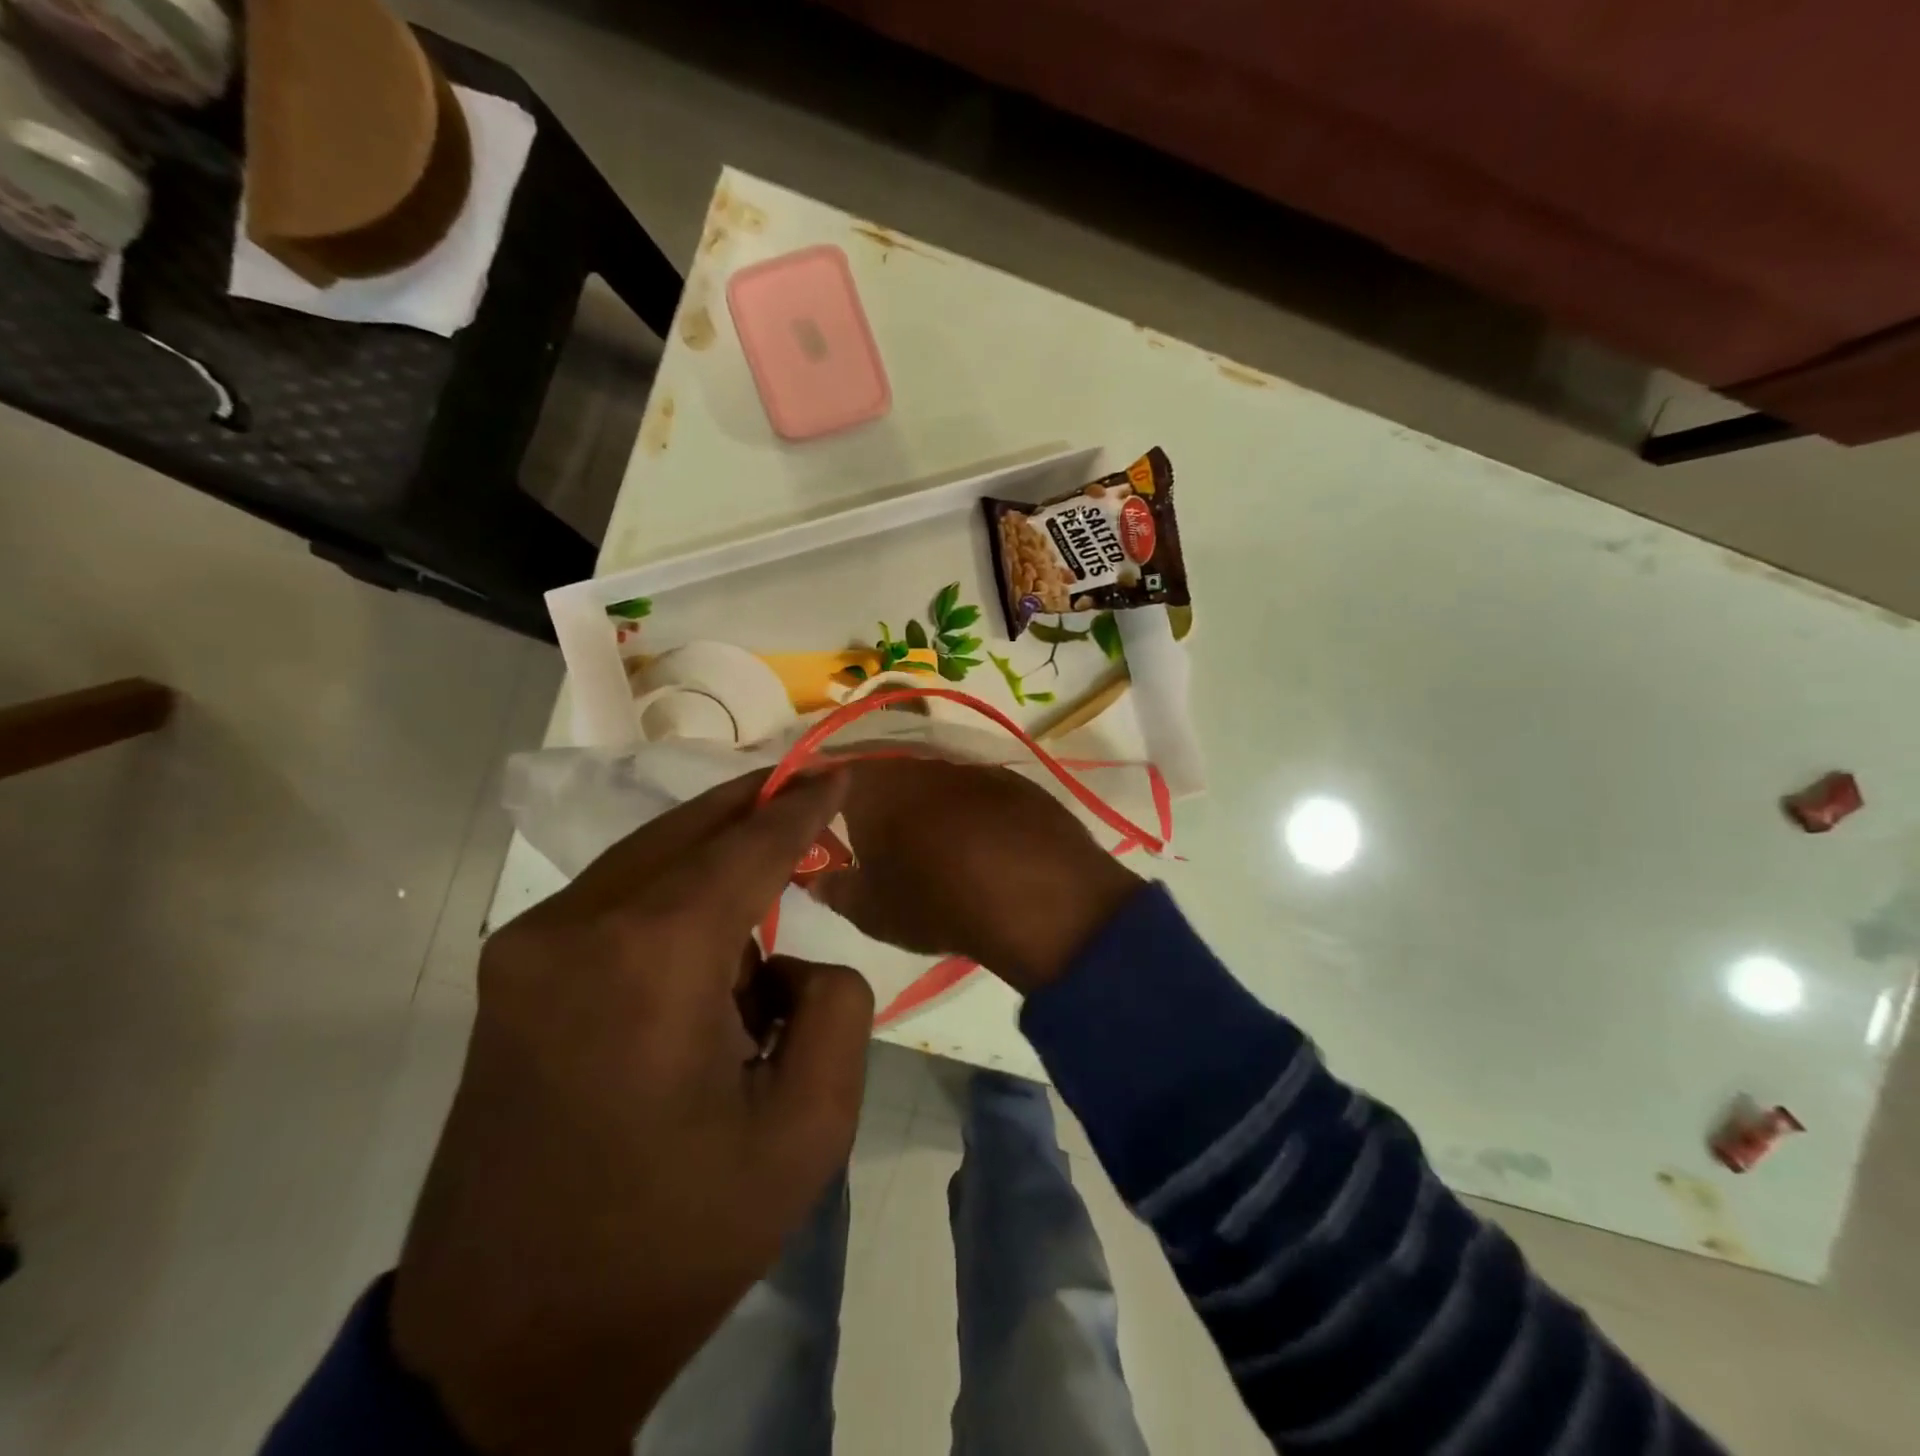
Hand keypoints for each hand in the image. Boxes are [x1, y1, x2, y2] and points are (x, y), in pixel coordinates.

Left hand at [390, 769, 871, 1455]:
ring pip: (646, 856)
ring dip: (713, 855)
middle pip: (687, 830)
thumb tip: (788, 960)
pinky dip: (671, 891)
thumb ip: (836, 1005)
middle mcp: (574, 928)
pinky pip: (613, 895)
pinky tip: (707, 938)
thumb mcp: (808, 1130)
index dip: (800, 807)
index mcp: (650, 960)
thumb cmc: (677, 1238)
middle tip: (810, 795)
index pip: (746, 847)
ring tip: (771, 884)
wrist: (510, 1343)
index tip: (838, 772)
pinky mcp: (508, 972)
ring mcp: (526, 946)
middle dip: (754, 807)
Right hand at [810, 757, 1141, 994]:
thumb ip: (837, 891)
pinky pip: (975, 792)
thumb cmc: (937, 901)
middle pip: (884, 772)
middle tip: (874, 836)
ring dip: (923, 805)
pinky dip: (967, 812)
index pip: (832, 771)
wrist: (1037, 895)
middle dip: (875, 800)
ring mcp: (971, 768)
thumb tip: (819, 880)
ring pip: (932, 780)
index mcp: (874, 784)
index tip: (818, 816)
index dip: (821, 791)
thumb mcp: (873, 911)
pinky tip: (978, 845)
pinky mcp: (1013, 780)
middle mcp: (920, 763)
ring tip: (928, 845)